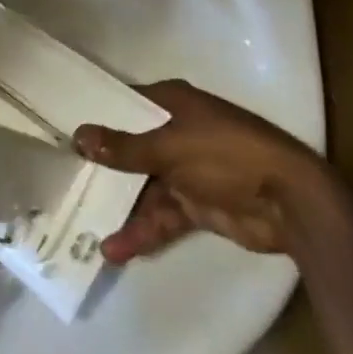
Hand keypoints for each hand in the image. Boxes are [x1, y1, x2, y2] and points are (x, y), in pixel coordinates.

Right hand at [75, 79, 331, 258]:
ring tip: (83, 227)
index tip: (62, 129)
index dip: (96, 116)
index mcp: (171, 104)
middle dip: (102, 168)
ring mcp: (186, 170)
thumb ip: (124, 147)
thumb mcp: (170, 147)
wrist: (290, 203)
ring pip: (143, 187)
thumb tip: (78, 136)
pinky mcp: (197, 205)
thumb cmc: (227, 154)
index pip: (124, 104)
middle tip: (62, 182)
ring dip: (119, 207)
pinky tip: (116, 249)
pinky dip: (142, 231)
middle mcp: (175, 132)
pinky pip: (161, 215)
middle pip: (130, 148)